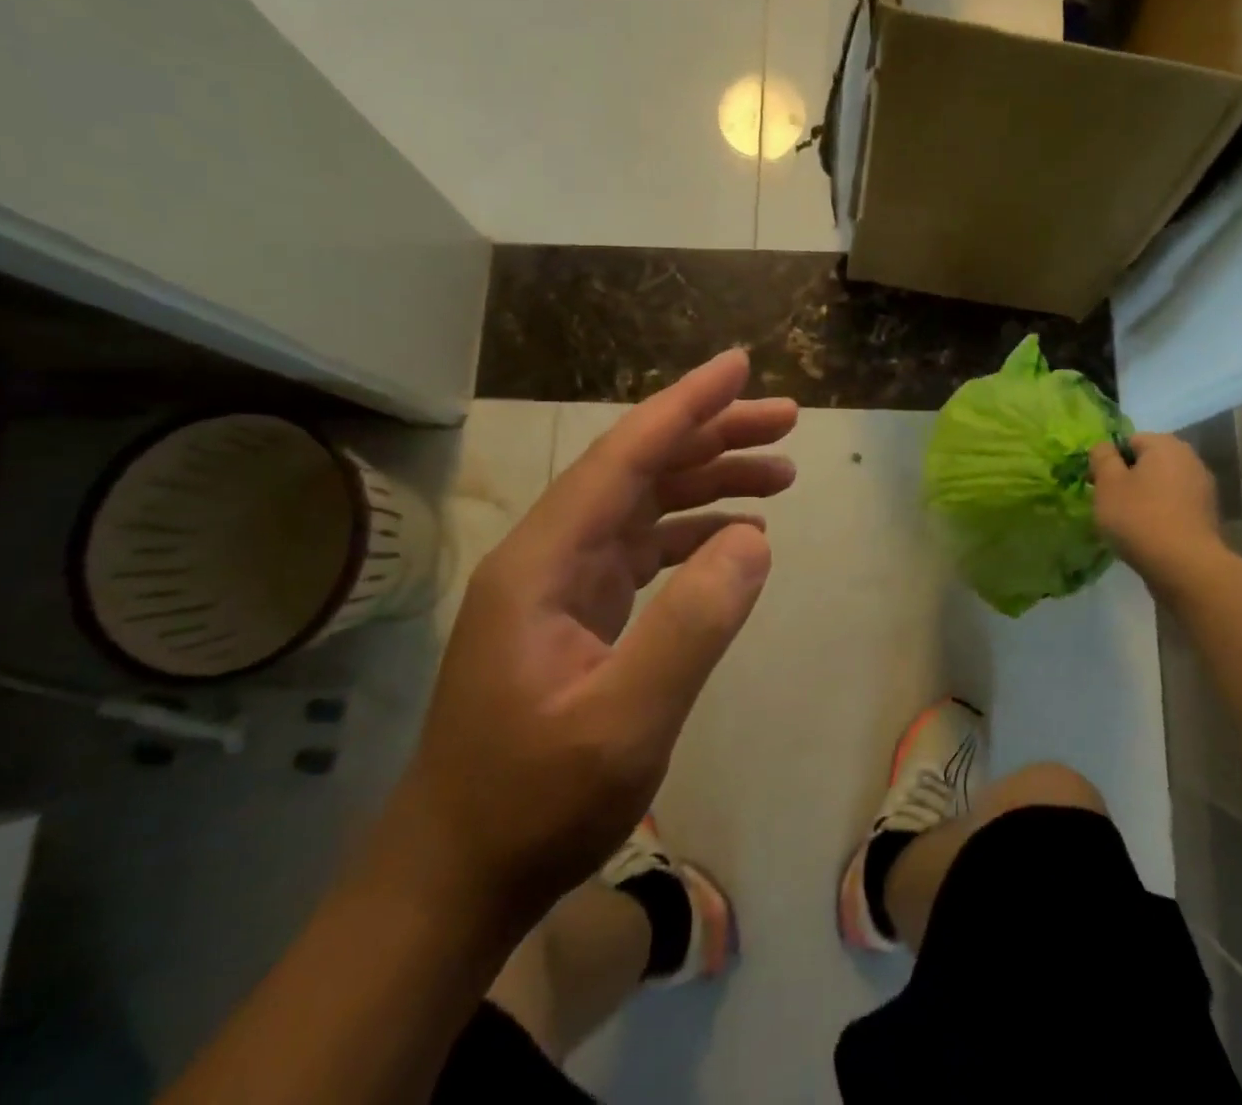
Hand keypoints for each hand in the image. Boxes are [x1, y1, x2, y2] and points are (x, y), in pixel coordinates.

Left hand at [394, 349, 796, 920]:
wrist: (456, 877)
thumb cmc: (533, 803)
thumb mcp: (623, 722)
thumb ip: (691, 625)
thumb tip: (754, 537)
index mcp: (545, 560)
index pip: (625, 457)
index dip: (686, 405)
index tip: (740, 365)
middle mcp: (550, 555)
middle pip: (640, 469)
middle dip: (713, 435)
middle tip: (785, 420)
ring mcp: (563, 584)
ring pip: (647, 505)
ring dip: (710, 481)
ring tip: (781, 472)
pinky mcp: (578, 612)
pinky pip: (646, 549)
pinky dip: (695, 533)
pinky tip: (738, 536)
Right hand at [1088, 433, 1229, 595]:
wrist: (1185, 566)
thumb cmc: (1139, 517)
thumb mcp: (1107, 483)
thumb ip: (1102, 457)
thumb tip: (1104, 446)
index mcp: (1165, 445)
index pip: (1128, 441)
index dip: (1109, 461)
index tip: (1097, 485)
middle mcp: (1189, 459)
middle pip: (1147, 462)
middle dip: (1127, 479)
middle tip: (1109, 504)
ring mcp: (1203, 488)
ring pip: (1161, 485)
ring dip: (1144, 497)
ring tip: (1127, 522)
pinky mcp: (1207, 515)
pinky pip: (1174, 506)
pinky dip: (1160, 514)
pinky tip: (1148, 535)